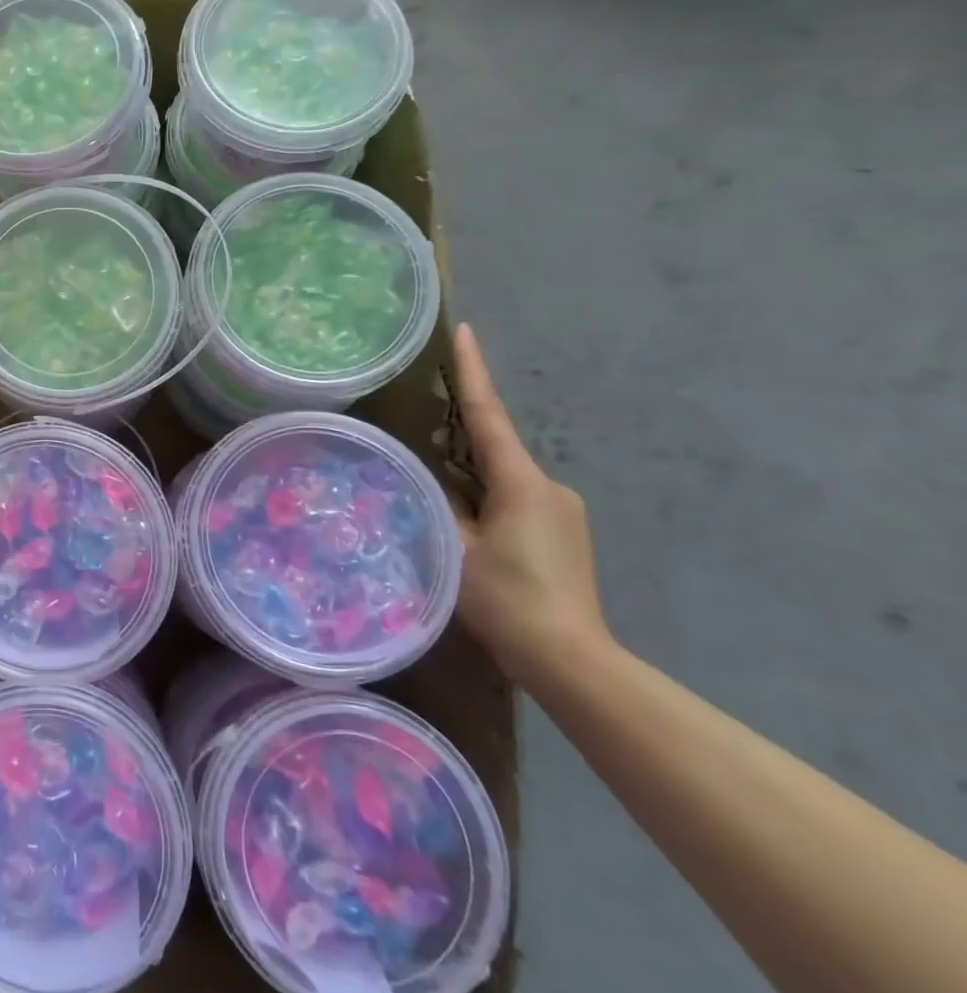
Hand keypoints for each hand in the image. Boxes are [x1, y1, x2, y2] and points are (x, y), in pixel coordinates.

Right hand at [450, 322, 609, 684]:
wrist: (571, 661)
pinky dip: (487, 497)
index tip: (463, 331)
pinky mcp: (564, 534)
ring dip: (471, 474)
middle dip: (460, 432)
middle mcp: (549, 486)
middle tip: (422, 424)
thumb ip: (438, 504)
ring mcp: (562, 511)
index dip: (472, 372)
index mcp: (522, 482)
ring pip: (503, 476)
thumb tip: (423, 478)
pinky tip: (466, 523)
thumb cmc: (507, 600)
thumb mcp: (454, 547)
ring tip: (434, 487)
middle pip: (495, 445)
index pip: (488, 415)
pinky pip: (516, 499)